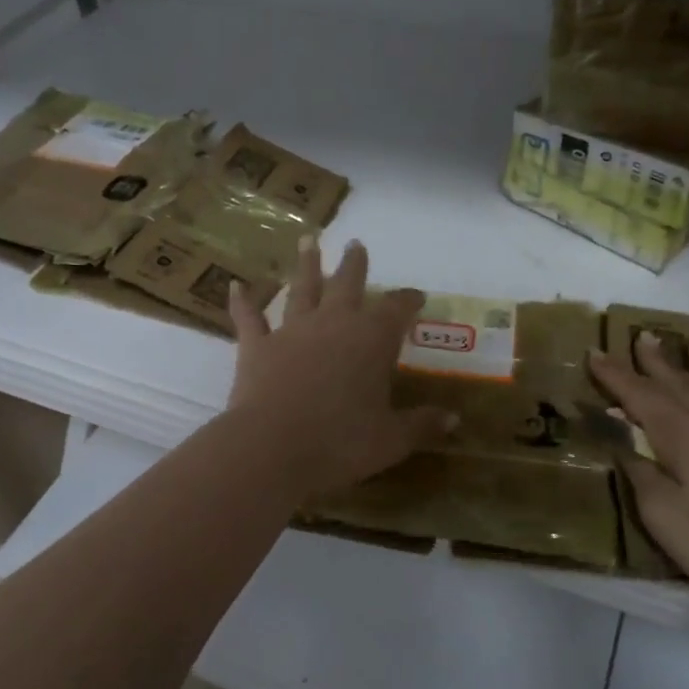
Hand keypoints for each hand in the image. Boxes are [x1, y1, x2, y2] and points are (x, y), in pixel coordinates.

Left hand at [226, 238, 456, 496]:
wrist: (273, 447)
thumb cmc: (341, 443)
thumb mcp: (391, 440)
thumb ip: (421, 425)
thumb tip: (453, 419)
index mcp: (372, 340)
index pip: (397, 310)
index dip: (407, 301)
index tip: (416, 296)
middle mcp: (333, 324)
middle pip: (347, 285)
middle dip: (354, 265)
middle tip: (356, 244)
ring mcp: (292, 331)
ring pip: (301, 289)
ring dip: (306, 266)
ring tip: (307, 241)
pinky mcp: (256, 347)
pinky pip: (249, 319)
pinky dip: (242, 303)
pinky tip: (235, 286)